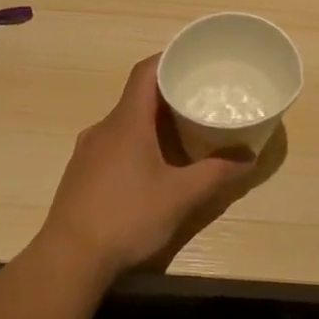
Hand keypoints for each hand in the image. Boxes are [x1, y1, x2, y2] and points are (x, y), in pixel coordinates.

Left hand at [35, 56, 258, 281]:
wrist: (69, 258)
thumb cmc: (127, 216)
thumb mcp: (180, 196)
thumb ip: (216, 173)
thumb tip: (249, 157)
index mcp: (126, 122)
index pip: (145, 73)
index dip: (168, 59)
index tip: (193, 59)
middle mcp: (103, 128)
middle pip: (136, 98)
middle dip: (168, 96)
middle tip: (199, 101)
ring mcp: (87, 152)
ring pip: (124, 124)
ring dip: (151, 124)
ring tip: (181, 135)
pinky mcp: (80, 174)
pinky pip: (112, 146)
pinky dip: (135, 145)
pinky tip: (151, 169)